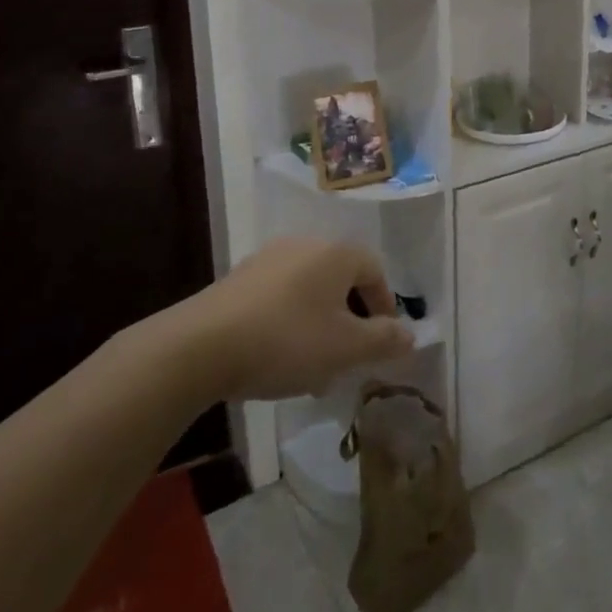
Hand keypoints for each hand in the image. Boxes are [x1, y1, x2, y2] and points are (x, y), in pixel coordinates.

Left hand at [188, 239, 414, 400]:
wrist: (200, 346)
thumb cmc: (287, 341)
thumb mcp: (345, 349)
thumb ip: (383, 341)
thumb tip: (411, 336)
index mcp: (337, 253)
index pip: (375, 271)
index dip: (384, 306)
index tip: (382, 341)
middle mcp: (305, 245)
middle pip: (341, 279)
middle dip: (350, 319)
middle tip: (349, 357)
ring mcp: (268, 259)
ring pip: (309, 291)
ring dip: (319, 324)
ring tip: (313, 366)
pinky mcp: (238, 279)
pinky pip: (279, 297)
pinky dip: (289, 322)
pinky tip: (277, 357)